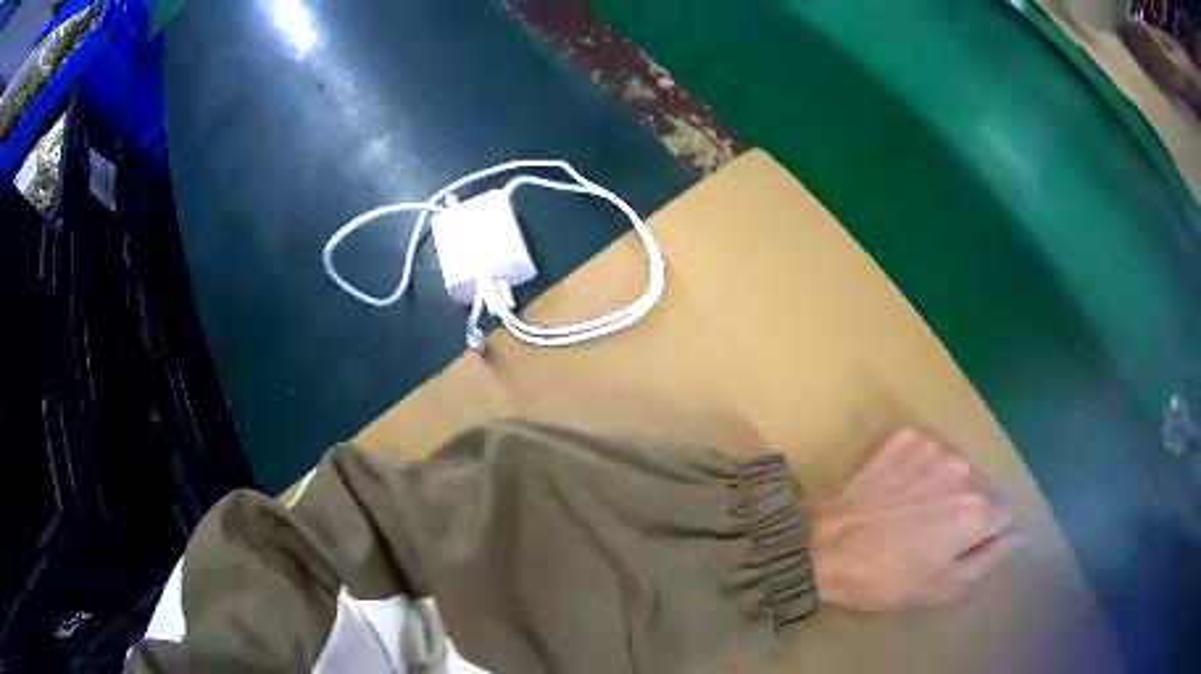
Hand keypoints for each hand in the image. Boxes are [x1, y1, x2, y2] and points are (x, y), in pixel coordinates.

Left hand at [809, 429, 1022, 611]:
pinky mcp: (904, 440)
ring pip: (954, 470)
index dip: (985, 533)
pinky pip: (926, 453)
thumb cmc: (886, 579)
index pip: (1004, 513)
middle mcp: (962, 470)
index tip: (961, 547)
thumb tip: (1023, 534)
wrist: (825, 549)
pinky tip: (896, 492)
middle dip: (965, 510)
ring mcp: (931, 449)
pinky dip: (918, 470)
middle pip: (980, 490)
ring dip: (942, 488)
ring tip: (911, 514)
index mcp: (976, 509)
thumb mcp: (943, 586)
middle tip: (930, 535)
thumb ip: (991, 557)